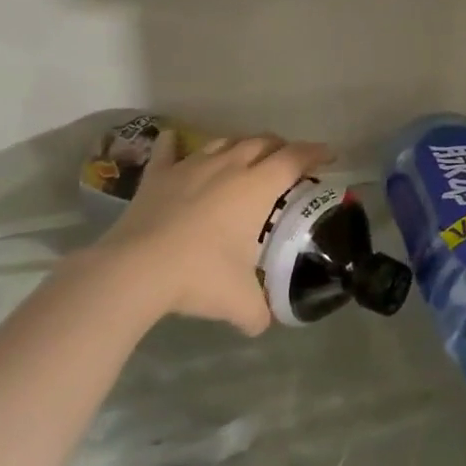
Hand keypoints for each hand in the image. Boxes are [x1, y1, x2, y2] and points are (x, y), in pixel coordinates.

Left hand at [92, 130, 332, 334]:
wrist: (136, 269)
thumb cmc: (199, 275)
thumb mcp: (240, 301)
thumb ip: (258, 312)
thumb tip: (262, 323)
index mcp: (256, 187)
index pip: (294, 158)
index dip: (315, 153)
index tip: (328, 156)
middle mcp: (228, 166)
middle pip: (262, 142)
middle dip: (280, 147)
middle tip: (288, 162)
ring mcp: (191, 166)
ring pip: (223, 142)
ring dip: (240, 145)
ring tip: (245, 156)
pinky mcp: (158, 175)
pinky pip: (169, 149)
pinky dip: (176, 144)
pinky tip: (176, 142)